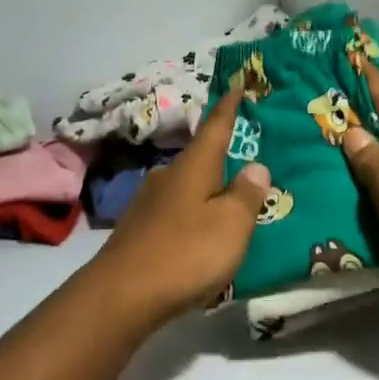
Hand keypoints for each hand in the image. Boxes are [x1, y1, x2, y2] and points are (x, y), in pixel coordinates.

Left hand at [87, 87, 269, 326]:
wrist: (121, 295)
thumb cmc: (186, 253)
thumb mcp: (231, 225)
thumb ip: (247, 194)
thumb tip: (256, 165)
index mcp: (194, 166)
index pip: (216, 127)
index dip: (228, 106)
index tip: (235, 84)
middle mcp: (168, 175)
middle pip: (199, 158)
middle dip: (220, 156)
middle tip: (243, 157)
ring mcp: (148, 202)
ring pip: (185, 186)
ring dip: (205, 189)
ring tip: (226, 201)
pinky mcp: (138, 230)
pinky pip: (174, 211)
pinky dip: (191, 214)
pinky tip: (197, 233)